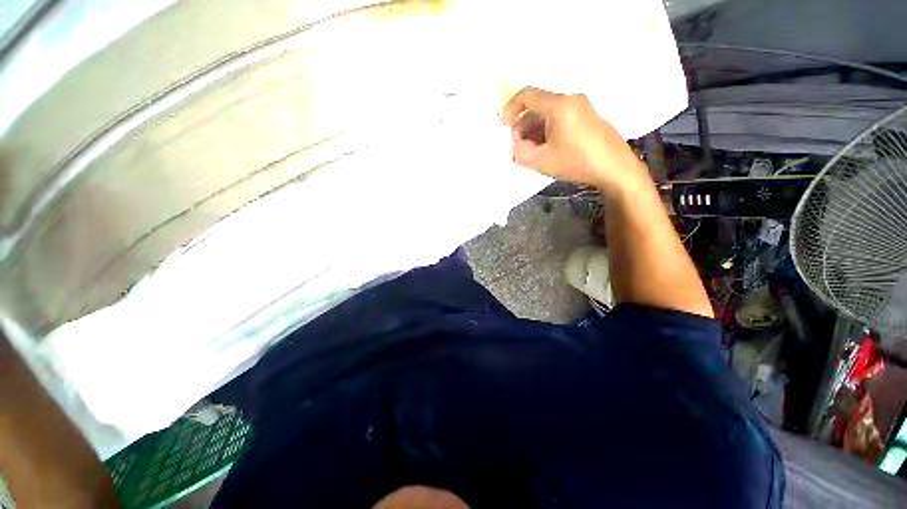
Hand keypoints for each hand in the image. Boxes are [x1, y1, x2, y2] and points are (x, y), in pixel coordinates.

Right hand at [500, 87, 648, 191]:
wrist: (616, 169)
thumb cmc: (578, 162)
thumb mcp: (542, 161)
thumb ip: (521, 153)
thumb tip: (516, 146)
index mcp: (559, 105)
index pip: (527, 95)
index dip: (510, 109)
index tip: (502, 126)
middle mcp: (571, 100)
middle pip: (537, 106)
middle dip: (523, 126)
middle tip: (519, 148)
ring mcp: (581, 108)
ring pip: (548, 114)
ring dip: (534, 131)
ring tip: (532, 153)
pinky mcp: (587, 117)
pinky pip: (560, 119)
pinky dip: (547, 131)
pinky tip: (546, 150)